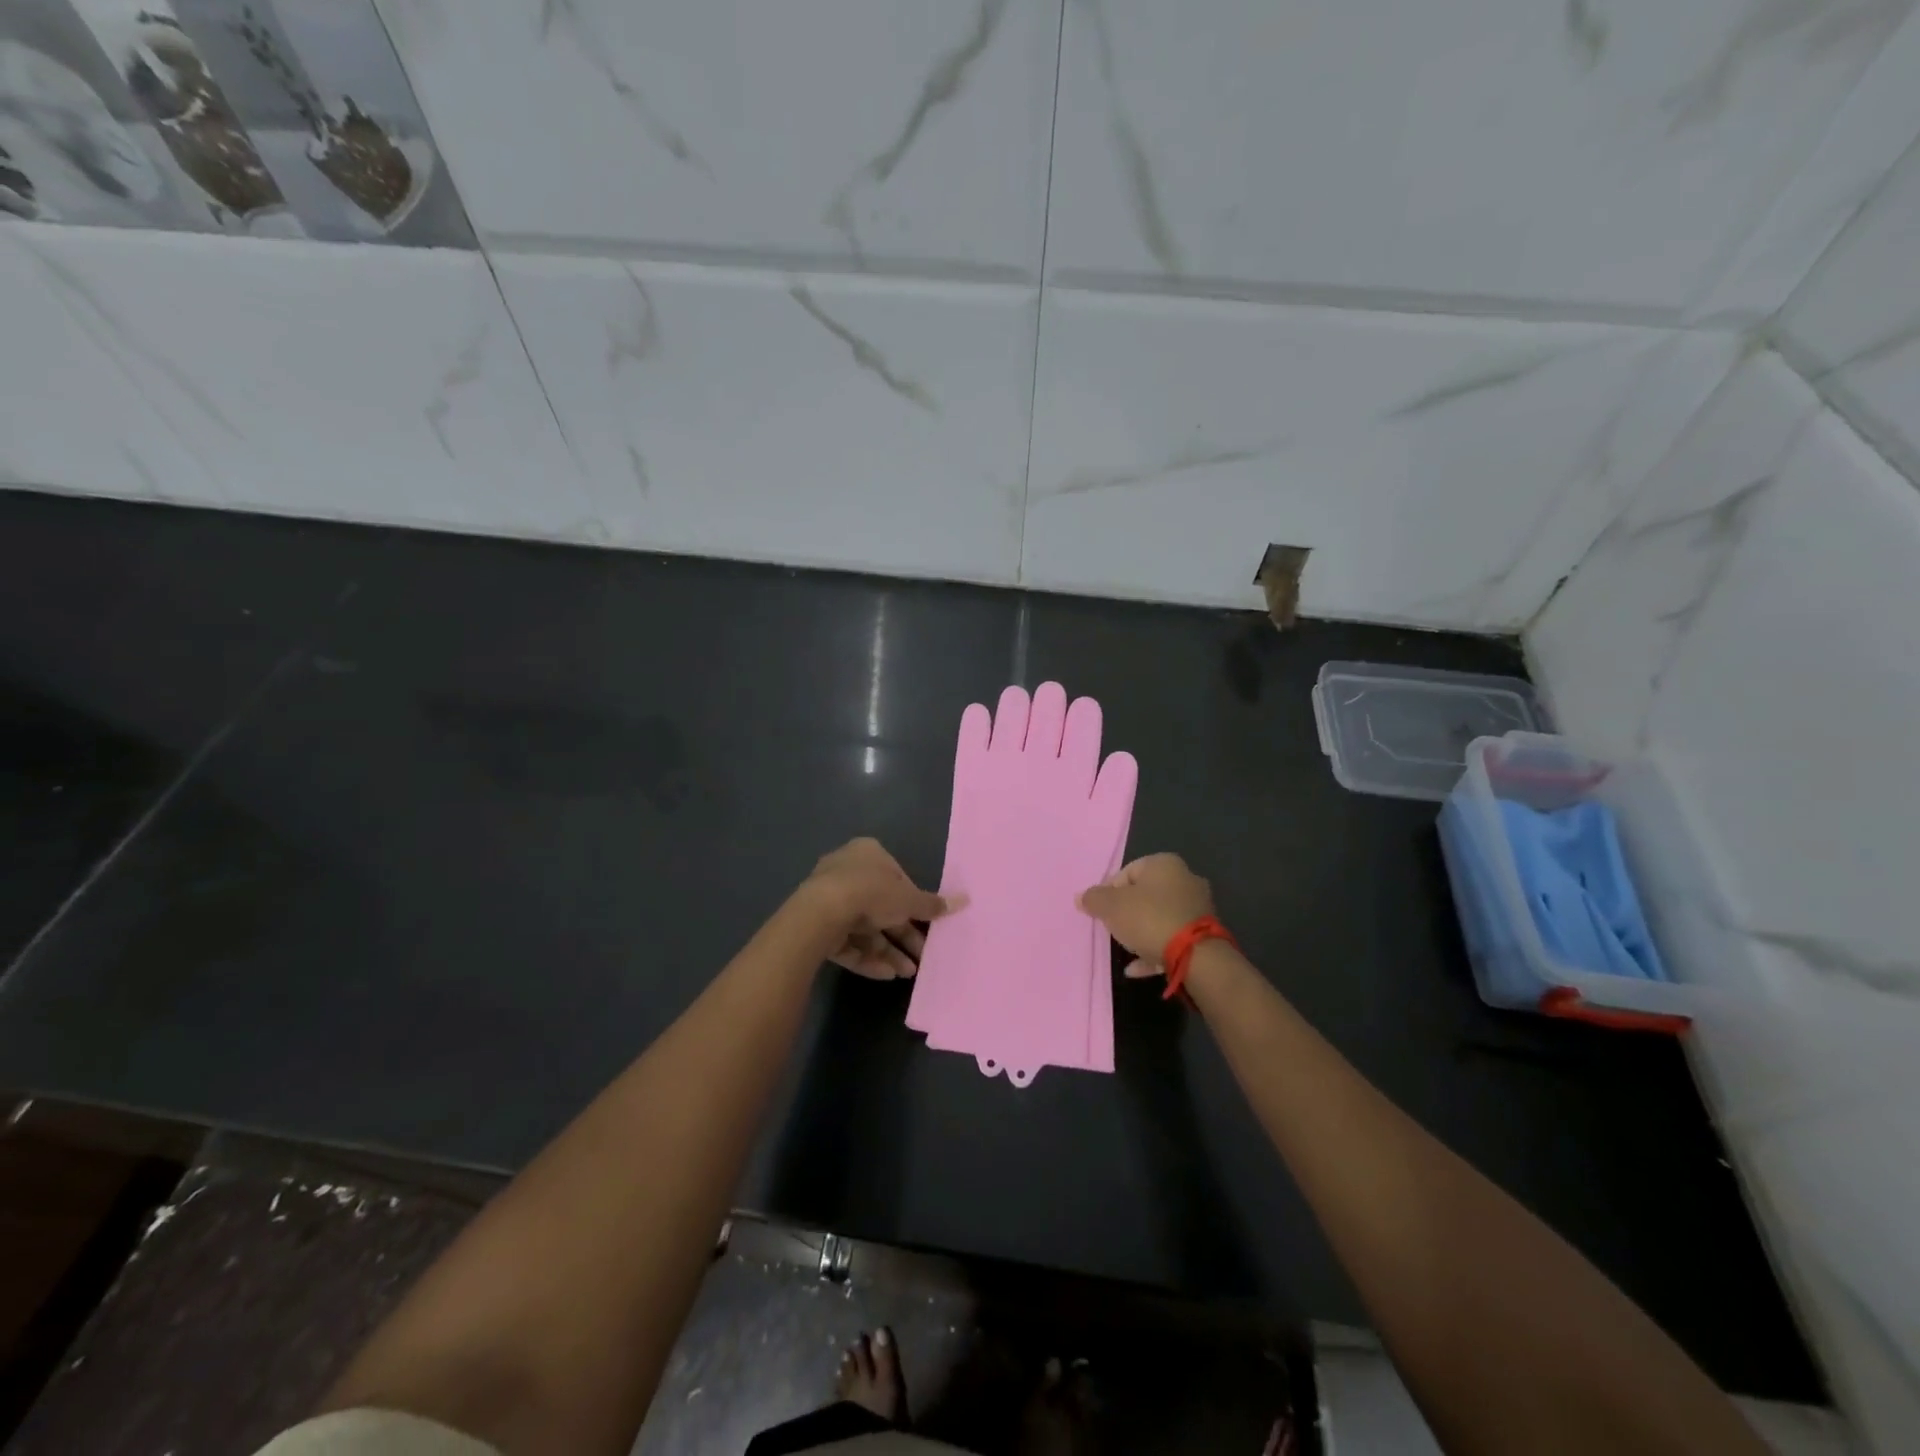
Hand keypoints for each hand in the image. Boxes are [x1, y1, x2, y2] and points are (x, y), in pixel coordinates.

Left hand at [804, 838, 957, 980]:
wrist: (821, 913)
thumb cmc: (871, 893)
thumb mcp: (909, 899)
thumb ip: (933, 904)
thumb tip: (966, 900)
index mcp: (869, 854)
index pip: (897, 878)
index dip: (914, 903)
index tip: (928, 924)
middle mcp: (847, 871)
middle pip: (882, 906)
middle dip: (903, 934)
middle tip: (922, 956)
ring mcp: (829, 899)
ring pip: (865, 928)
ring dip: (888, 951)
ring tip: (908, 973)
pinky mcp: (817, 926)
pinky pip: (847, 942)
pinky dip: (867, 957)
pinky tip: (886, 975)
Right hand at [1077, 853, 1214, 978]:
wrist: (1196, 956)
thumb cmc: (1149, 919)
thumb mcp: (1111, 907)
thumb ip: (1093, 899)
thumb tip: (1081, 897)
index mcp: (1164, 863)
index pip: (1127, 872)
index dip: (1109, 892)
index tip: (1101, 912)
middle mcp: (1185, 878)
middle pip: (1145, 894)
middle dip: (1127, 912)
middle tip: (1113, 928)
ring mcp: (1198, 907)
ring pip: (1159, 917)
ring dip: (1141, 932)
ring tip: (1126, 948)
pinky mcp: (1205, 933)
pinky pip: (1172, 937)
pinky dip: (1155, 948)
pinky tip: (1137, 967)